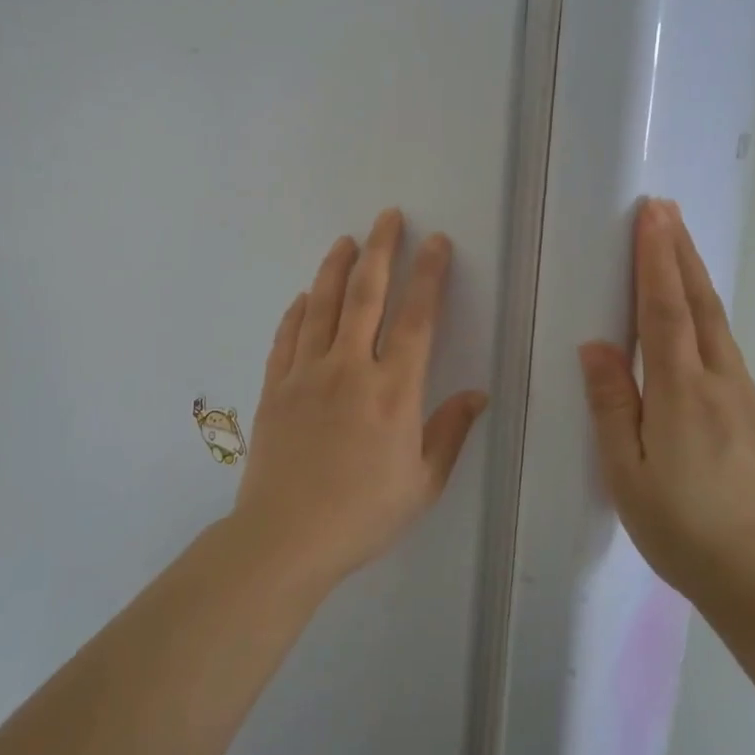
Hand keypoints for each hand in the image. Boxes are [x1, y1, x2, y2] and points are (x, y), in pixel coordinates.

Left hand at [233, 208, 488, 587]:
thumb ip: (450, 433)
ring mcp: (307, 374)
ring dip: (336, 268)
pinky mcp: (276, 387)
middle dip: (381, 250)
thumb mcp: (422, 484)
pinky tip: (305, 295)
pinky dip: (298, 310)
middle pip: (366, 296)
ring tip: (347, 240)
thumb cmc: (362, 515)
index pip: (417, 319)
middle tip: (388, 217)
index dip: (429, 276)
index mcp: (393, 392)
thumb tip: (478, 393)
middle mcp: (349, 370)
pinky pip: (288, 336)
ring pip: (322, 306)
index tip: (436, 243)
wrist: (285, 537)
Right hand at [578, 200, 754, 614]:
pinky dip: (707, 313)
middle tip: (666, 209)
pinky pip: (726, 347)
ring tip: (679, 245)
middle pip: (699, 303)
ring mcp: (745, 397)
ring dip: (695, 277)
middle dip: (680, 252)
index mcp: (682, 393)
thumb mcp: (627, 474)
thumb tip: (597, 346)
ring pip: (717, 322)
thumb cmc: (682, 529)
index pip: (665, 310)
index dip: (657, 259)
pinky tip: (698, 315)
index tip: (652, 215)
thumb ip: (613, 405)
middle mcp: (720, 382)